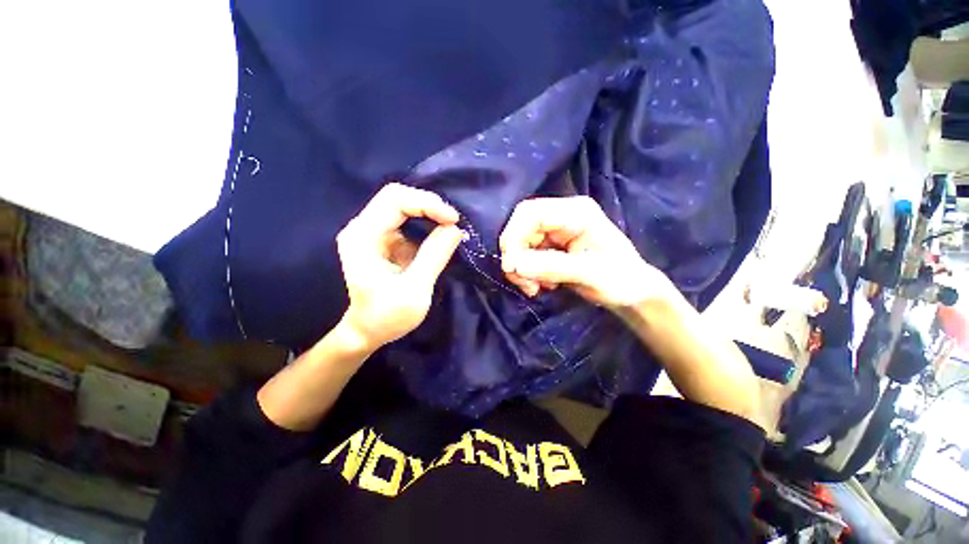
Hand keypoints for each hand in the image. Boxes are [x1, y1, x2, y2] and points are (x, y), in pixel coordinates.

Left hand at [336, 183, 462, 351]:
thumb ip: (434, 256)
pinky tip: (439, 233)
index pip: (395, 200)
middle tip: (453, 221)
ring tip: (449, 225)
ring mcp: (372, 232)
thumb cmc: (386, 317)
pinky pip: (406, 219)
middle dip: (429, 204)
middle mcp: (363, 228)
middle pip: (397, 196)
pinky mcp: (383, 239)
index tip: (454, 221)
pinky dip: (426, 221)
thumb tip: (455, 229)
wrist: (366, 331)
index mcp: (363, 237)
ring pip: (402, 204)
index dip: (428, 204)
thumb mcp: (415, 290)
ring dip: (428, 211)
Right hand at [499, 196, 673, 309]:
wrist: (631, 292)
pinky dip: (526, 273)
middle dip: (516, 257)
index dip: (514, 237)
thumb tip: (514, 264)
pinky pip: (525, 256)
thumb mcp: (591, 274)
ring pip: (520, 244)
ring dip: (520, 268)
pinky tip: (540, 285)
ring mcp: (555, 231)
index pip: (530, 213)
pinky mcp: (550, 246)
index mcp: (576, 213)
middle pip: (520, 228)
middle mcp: (562, 216)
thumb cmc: (621, 280)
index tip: (512, 267)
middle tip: (525, 284)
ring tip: (535, 288)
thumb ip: (553, 267)